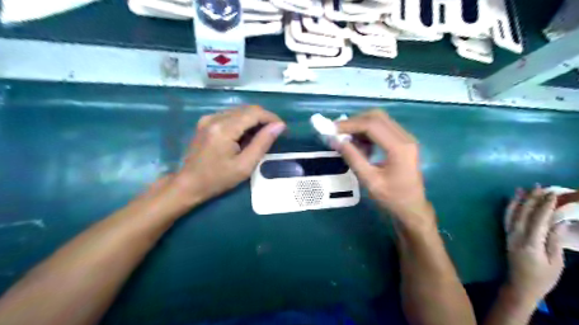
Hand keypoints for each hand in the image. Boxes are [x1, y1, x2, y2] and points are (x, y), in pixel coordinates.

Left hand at [177, 105, 284, 202]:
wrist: (188, 184)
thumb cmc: (218, 179)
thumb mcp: (245, 165)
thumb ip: (263, 143)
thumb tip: (279, 126)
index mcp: (224, 128)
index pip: (254, 112)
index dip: (272, 118)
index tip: (283, 129)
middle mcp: (215, 117)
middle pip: (247, 109)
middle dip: (264, 119)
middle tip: (274, 134)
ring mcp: (208, 118)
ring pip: (239, 111)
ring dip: (254, 120)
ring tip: (261, 137)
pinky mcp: (206, 122)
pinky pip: (230, 116)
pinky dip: (242, 123)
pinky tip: (245, 137)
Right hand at [335, 109, 428, 225]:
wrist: (412, 208)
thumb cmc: (392, 198)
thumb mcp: (369, 180)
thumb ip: (353, 158)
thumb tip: (335, 141)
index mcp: (399, 148)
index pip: (372, 125)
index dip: (350, 125)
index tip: (332, 129)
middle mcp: (405, 138)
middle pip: (377, 117)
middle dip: (355, 121)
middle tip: (338, 131)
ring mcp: (406, 139)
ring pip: (380, 120)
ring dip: (361, 125)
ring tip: (346, 138)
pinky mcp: (403, 142)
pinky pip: (383, 129)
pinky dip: (368, 132)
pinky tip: (359, 144)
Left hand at [506, 187, 567, 305]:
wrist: (519, 286)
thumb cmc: (542, 277)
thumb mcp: (555, 262)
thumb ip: (554, 241)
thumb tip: (559, 222)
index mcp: (530, 242)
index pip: (538, 219)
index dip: (545, 205)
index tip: (552, 193)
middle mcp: (516, 235)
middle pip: (523, 213)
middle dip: (531, 198)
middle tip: (539, 185)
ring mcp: (509, 235)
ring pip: (511, 214)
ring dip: (517, 200)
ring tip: (522, 188)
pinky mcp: (506, 236)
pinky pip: (506, 219)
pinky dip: (509, 208)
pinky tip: (512, 201)